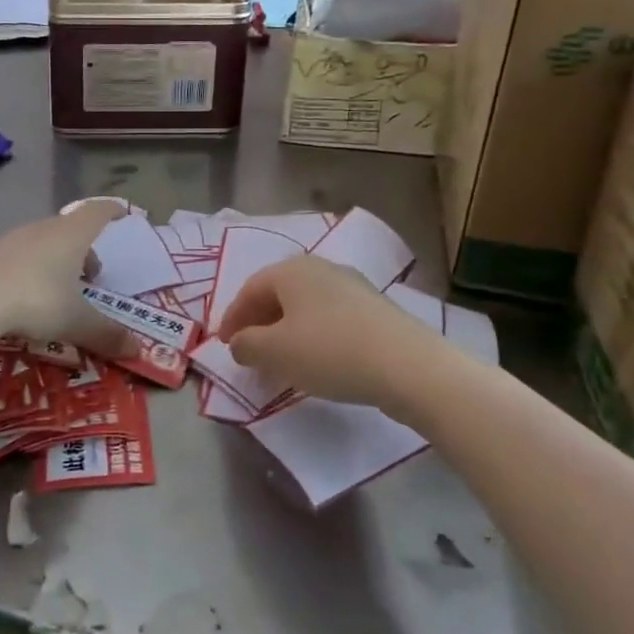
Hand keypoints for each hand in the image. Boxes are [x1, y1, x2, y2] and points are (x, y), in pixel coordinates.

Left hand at [0, 202, 135, 359]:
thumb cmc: (34, 300)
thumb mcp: (75, 322)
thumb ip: (106, 335)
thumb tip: (137, 351)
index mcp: (71, 235)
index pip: (97, 212)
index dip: (113, 212)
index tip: (123, 214)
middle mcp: (42, 230)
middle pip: (70, 229)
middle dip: (85, 250)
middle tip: (93, 277)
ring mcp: (11, 241)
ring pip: (43, 244)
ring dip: (57, 262)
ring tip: (60, 292)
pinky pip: (19, 259)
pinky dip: (31, 272)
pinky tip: (25, 301)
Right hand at [217, 256, 432, 408]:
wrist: (408, 365)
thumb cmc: (330, 352)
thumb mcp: (275, 352)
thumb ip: (246, 345)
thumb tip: (240, 342)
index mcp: (291, 270)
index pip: (249, 289)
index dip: (232, 317)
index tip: (224, 345)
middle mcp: (321, 268)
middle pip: (278, 293)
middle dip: (259, 321)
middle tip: (249, 350)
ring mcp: (352, 285)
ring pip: (305, 305)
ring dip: (286, 329)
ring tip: (281, 359)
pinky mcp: (375, 308)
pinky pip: (330, 317)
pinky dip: (313, 335)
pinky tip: (317, 359)